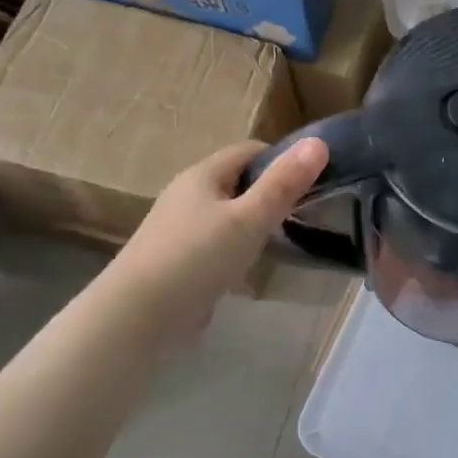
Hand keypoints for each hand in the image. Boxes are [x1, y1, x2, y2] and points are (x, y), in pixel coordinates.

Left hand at [108, 137, 328, 339]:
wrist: (138, 315)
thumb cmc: (197, 258)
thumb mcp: (249, 219)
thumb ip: (284, 184)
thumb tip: (320, 142)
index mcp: (203, 175)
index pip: (249, 151)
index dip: (283, 160)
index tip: (312, 182)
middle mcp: (188, 194)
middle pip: (238, 182)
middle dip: (270, 192)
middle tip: (303, 214)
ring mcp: (179, 228)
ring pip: (227, 214)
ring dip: (254, 223)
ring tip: (282, 242)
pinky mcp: (177, 259)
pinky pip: (216, 242)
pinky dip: (236, 248)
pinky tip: (248, 268)